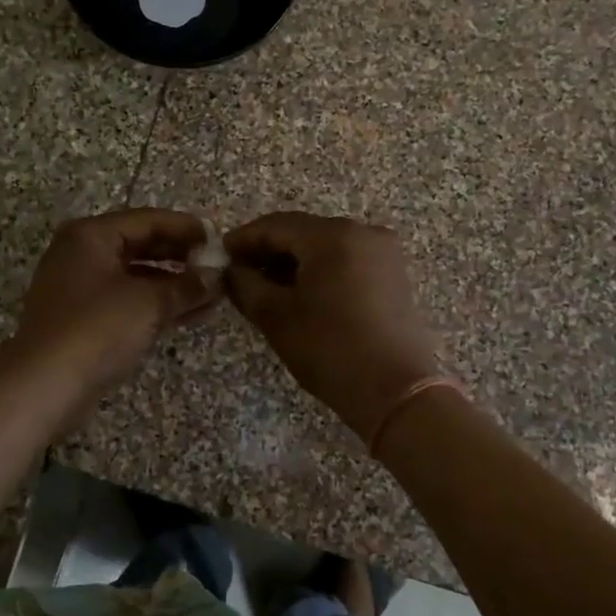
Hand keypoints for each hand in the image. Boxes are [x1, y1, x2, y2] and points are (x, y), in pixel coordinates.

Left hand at [13, 209, 221, 398]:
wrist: (44, 386)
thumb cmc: (97, 329)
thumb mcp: (148, 303)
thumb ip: (186, 286)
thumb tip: (216, 277)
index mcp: (91, 235)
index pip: (148, 220)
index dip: (186, 228)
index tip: (218, 240)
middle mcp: (82, 253)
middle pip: (141, 245)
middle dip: (181, 258)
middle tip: (217, 268)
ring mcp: (79, 287)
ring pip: (136, 277)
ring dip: (173, 285)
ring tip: (212, 296)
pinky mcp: (82, 318)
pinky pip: (127, 300)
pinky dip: (155, 305)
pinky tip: (189, 315)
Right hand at [225, 213, 440, 443]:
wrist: (395, 391)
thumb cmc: (329, 349)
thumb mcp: (276, 317)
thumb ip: (246, 285)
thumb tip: (232, 271)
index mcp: (333, 235)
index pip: (277, 225)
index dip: (244, 238)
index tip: (221, 254)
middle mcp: (363, 232)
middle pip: (304, 232)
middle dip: (270, 250)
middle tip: (239, 271)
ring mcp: (384, 253)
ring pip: (326, 247)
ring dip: (295, 261)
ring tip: (266, 285)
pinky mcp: (394, 275)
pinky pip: (348, 261)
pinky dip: (321, 270)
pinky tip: (302, 292)